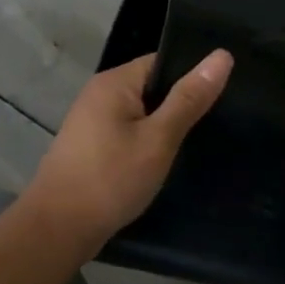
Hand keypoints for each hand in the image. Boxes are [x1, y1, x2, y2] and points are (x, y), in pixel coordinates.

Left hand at [23, 50, 233, 250]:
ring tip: (200, 141)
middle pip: (152, 87)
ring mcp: (92, 121)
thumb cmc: (111, 179)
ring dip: (165, 127)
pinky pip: (129, 133)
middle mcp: (100, 94)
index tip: (225, 94)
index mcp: (114, 82)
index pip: (163, 62)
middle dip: (182, 104)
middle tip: (219, 121)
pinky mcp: (91, 146)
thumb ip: (189, 99)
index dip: (193, 76)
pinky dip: (148, 143)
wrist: (59, 228)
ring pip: (142, 113)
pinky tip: (166, 160)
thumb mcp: (159, 139)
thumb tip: (222, 55)